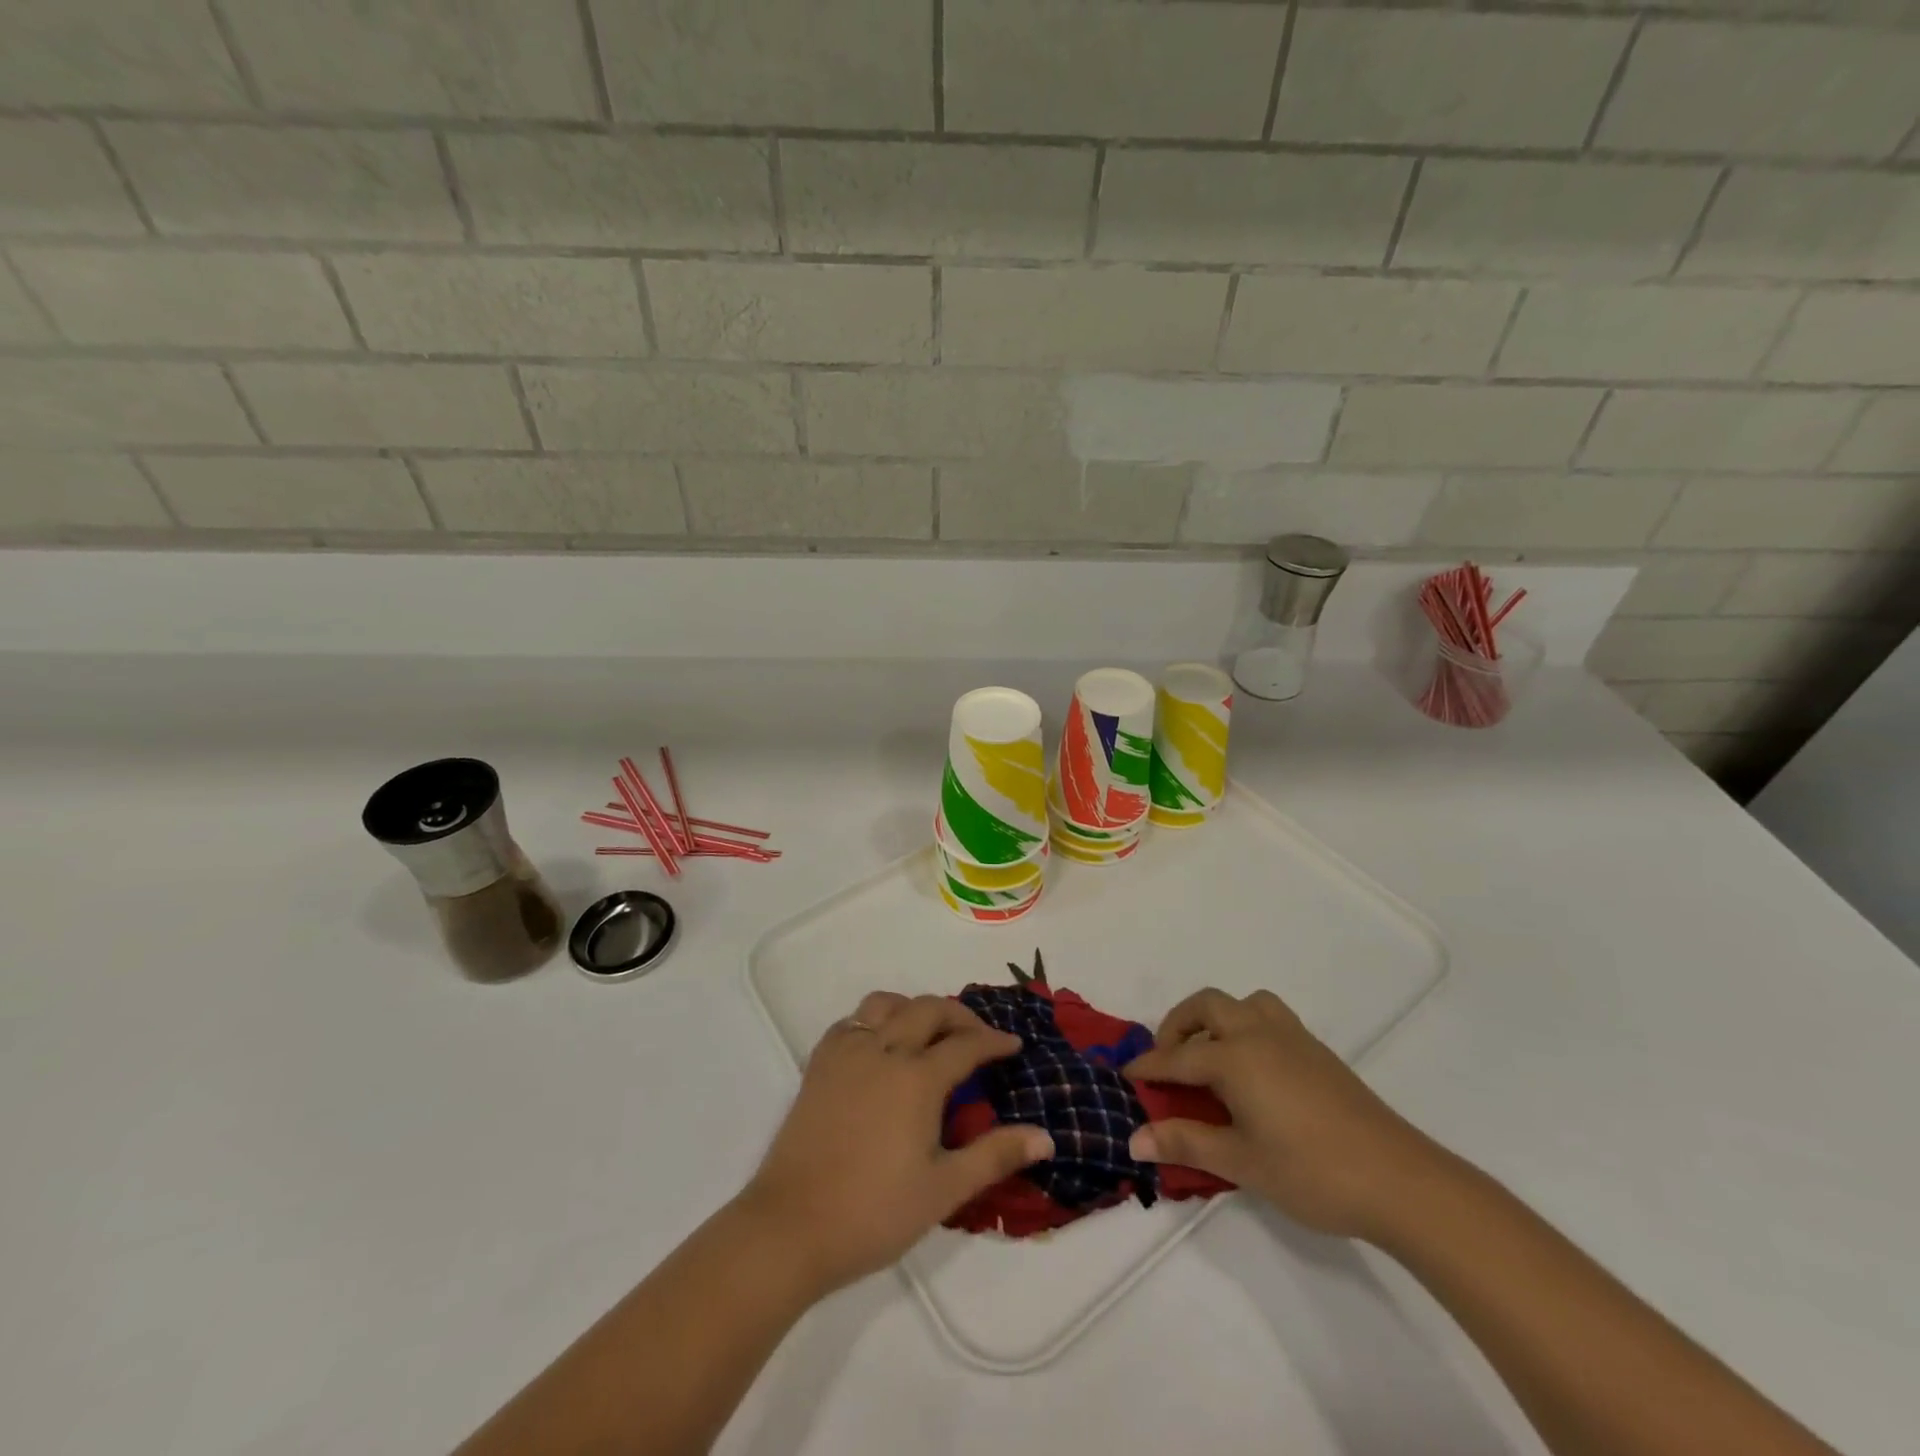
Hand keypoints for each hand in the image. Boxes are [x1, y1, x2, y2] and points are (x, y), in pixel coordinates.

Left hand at [737, 992, 1053, 1293]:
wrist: (790, 1228)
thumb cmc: (873, 1213)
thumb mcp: (943, 1190)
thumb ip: (995, 1156)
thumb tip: (1046, 1137)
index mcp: (917, 1078)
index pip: (965, 1044)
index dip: (994, 1042)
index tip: (1014, 1046)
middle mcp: (884, 1050)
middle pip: (927, 1010)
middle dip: (959, 1015)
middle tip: (978, 1036)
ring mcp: (846, 1053)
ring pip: (885, 1004)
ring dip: (914, 1008)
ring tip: (929, 1031)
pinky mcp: (819, 1065)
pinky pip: (851, 1021)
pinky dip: (874, 1019)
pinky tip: (880, 1044)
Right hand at [1124, 988, 1445, 1240]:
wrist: (1400, 1180)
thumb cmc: (1312, 1172)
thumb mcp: (1241, 1163)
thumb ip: (1185, 1143)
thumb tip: (1133, 1140)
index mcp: (1235, 1057)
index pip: (1177, 1057)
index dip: (1148, 1067)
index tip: (1125, 1075)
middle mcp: (1258, 1033)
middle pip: (1206, 1007)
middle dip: (1177, 1026)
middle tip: (1167, 1061)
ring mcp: (1292, 1037)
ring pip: (1243, 1003)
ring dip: (1217, 1018)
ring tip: (1210, 1054)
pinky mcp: (1317, 1051)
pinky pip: (1269, 1016)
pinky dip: (1246, 1026)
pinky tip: (1253, 1069)